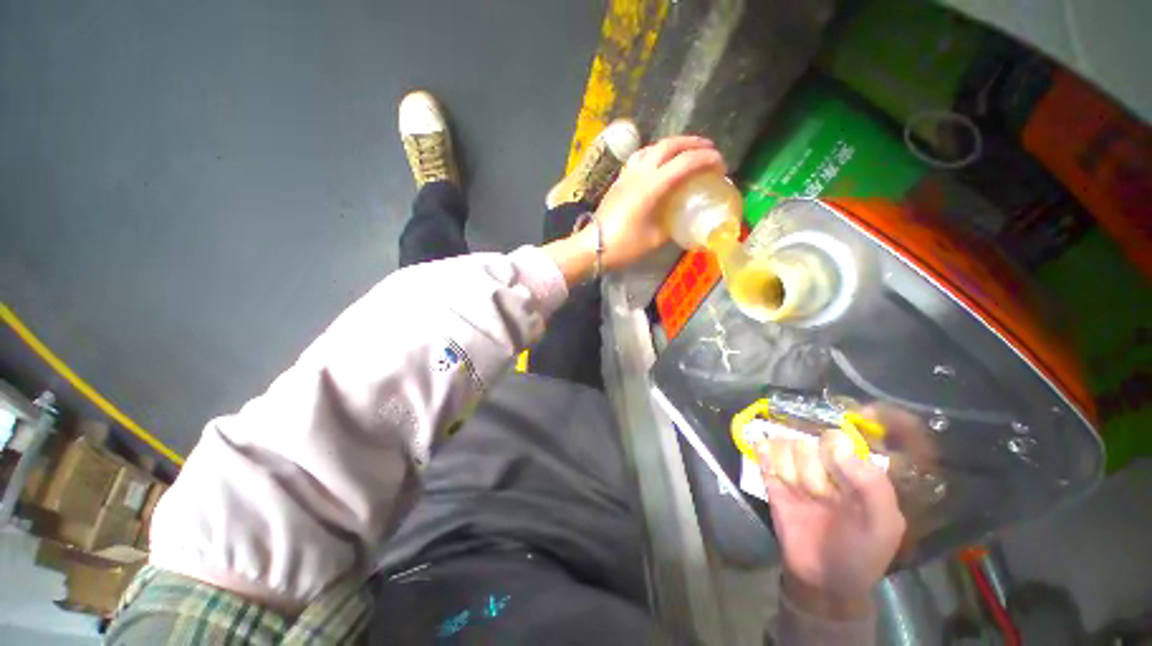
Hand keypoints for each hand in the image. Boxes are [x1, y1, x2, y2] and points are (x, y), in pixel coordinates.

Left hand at [594, 135, 724, 269]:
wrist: (593, 246)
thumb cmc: (625, 245)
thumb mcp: (656, 239)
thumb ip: (673, 226)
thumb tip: (684, 220)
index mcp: (652, 186)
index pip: (685, 163)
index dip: (707, 160)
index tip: (721, 165)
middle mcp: (640, 173)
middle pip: (670, 145)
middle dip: (693, 143)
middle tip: (709, 150)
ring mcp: (627, 174)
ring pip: (653, 147)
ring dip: (674, 145)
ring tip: (686, 152)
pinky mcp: (619, 180)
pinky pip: (641, 157)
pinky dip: (656, 153)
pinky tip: (659, 164)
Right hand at [757, 431, 905, 619]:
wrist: (822, 579)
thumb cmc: (861, 553)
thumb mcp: (883, 526)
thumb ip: (874, 487)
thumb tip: (839, 446)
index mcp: (859, 473)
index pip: (854, 436)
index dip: (857, 420)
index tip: (859, 410)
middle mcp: (828, 466)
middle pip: (815, 442)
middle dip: (817, 468)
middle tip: (824, 496)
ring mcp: (799, 472)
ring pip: (789, 449)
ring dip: (794, 471)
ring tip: (802, 495)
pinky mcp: (775, 481)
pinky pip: (766, 458)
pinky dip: (764, 453)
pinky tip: (762, 448)